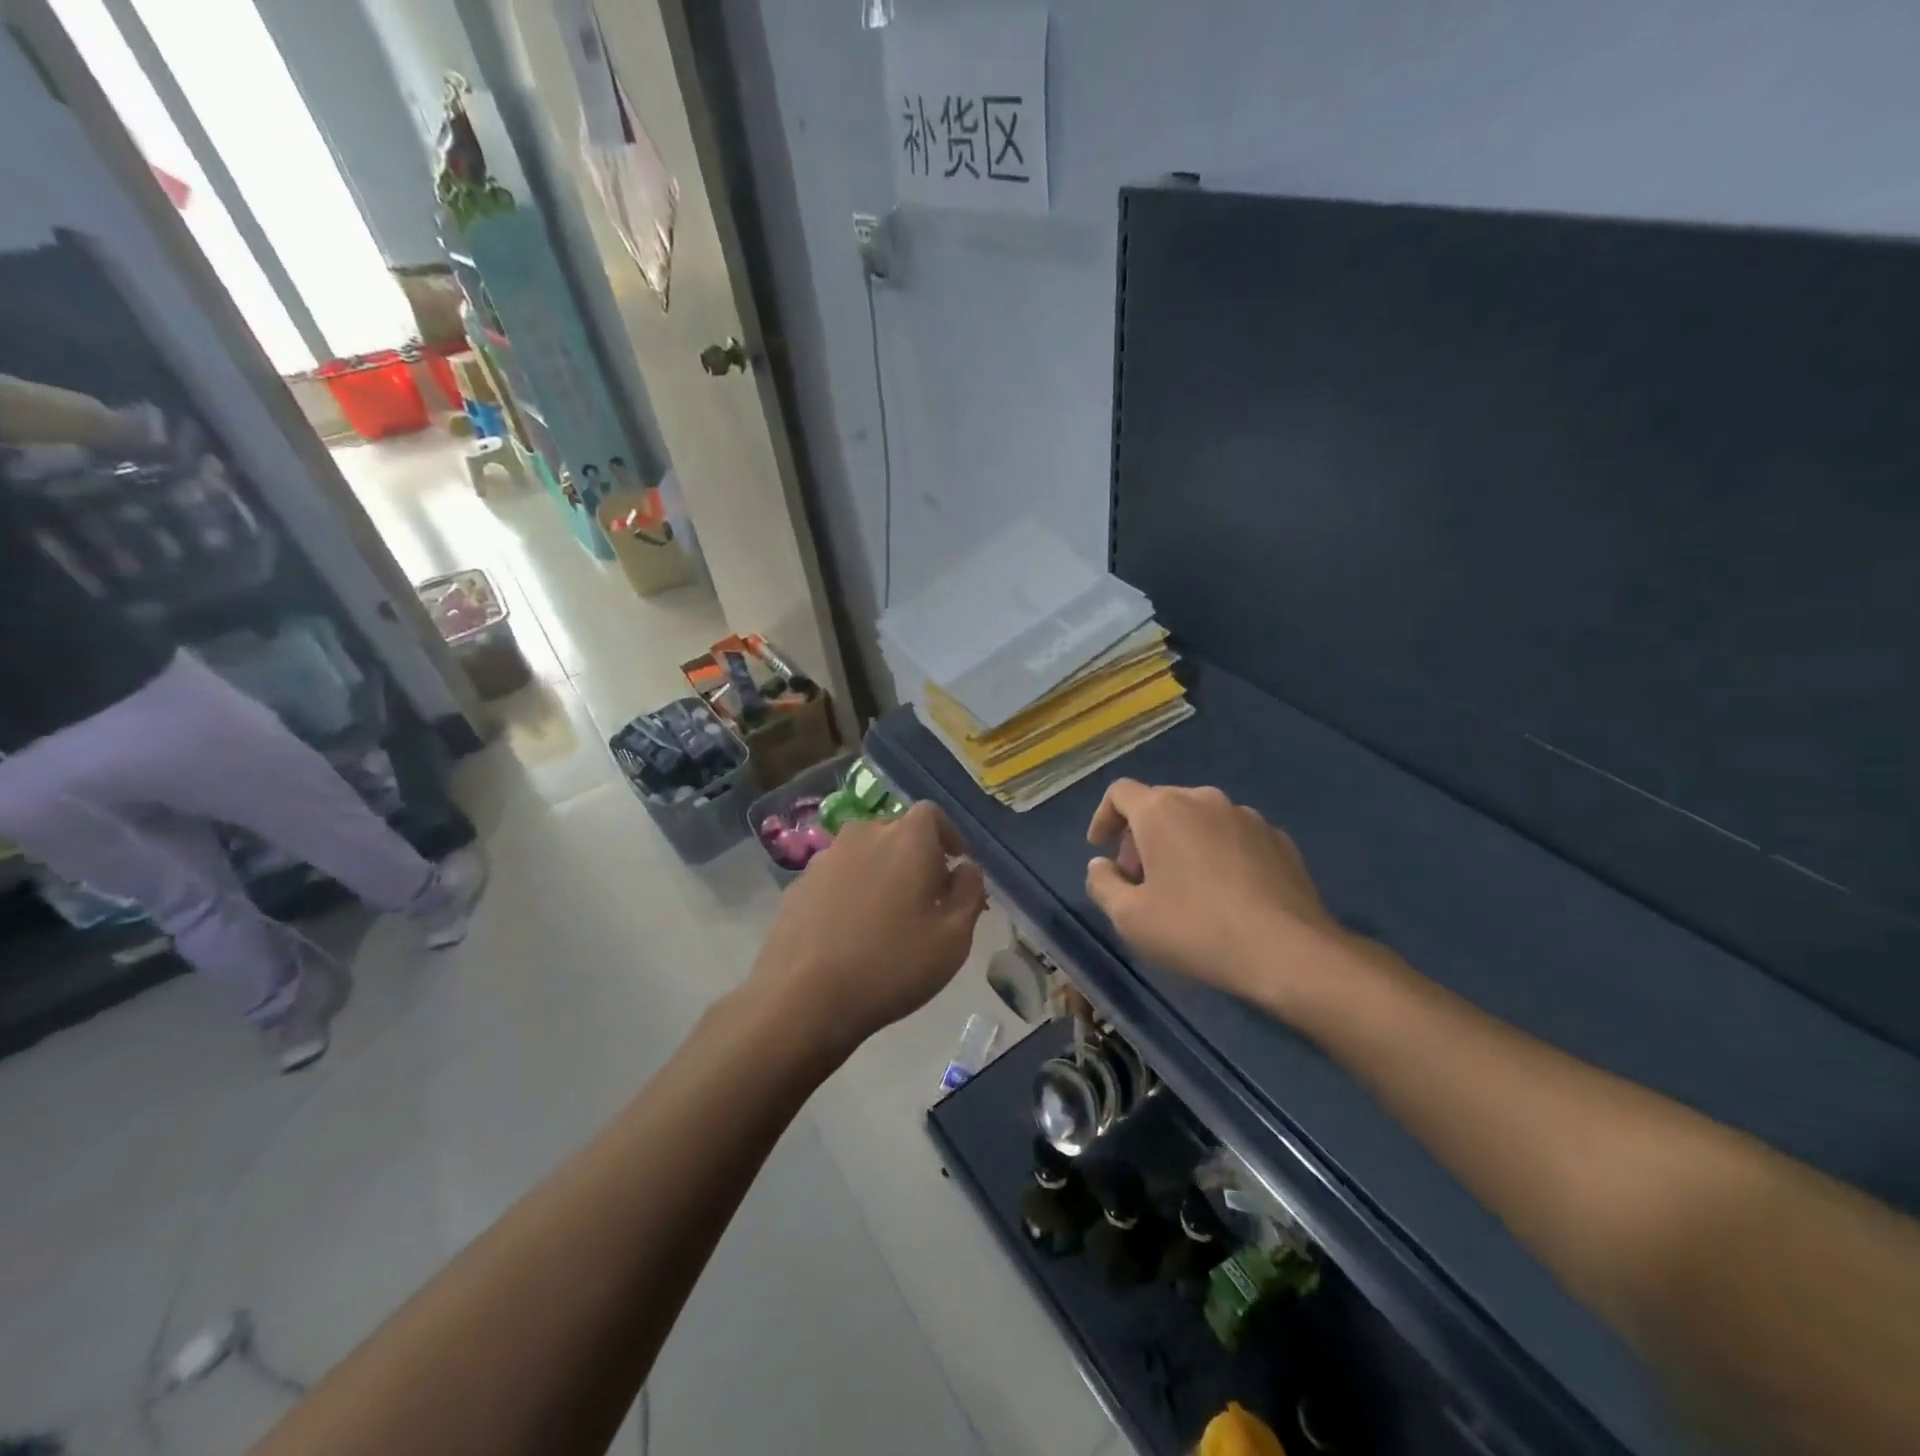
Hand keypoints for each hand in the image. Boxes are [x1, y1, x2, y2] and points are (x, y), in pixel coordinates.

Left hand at [749, 802, 987, 1058]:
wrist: (803, 997)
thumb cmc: (892, 964)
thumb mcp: (954, 937)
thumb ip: (970, 891)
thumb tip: (966, 867)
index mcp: (907, 837)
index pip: (933, 814)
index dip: (948, 837)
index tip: (955, 867)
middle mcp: (864, 834)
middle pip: (896, 832)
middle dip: (915, 856)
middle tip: (926, 898)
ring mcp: (825, 858)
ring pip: (864, 854)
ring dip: (881, 874)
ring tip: (887, 918)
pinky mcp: (798, 885)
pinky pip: (837, 878)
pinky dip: (850, 893)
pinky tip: (851, 933)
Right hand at [1085, 781, 1346, 1014]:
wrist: (1289, 951)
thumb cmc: (1197, 929)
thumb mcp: (1130, 918)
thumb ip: (1102, 884)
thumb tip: (1100, 865)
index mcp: (1162, 810)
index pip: (1120, 793)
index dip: (1103, 817)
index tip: (1101, 849)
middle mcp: (1203, 800)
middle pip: (1159, 804)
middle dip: (1140, 836)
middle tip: (1138, 879)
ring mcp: (1246, 816)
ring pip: (1198, 819)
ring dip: (1179, 843)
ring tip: (1182, 887)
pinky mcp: (1278, 839)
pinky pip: (1232, 836)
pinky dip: (1216, 853)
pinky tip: (1224, 893)